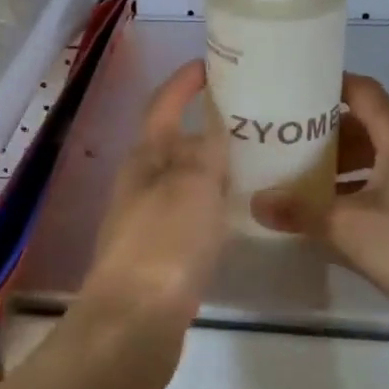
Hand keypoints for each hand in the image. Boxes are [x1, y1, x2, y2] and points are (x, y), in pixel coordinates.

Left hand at [79, 60, 227, 339]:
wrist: (134, 323)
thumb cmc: (165, 243)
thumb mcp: (193, 186)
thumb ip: (205, 153)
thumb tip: (211, 133)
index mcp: (145, 158)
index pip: (162, 104)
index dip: (184, 82)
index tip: (211, 65)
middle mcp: (140, 182)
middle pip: (172, 141)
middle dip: (204, 125)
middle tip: (249, 118)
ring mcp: (145, 219)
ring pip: (182, 179)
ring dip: (211, 165)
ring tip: (253, 159)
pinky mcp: (157, 253)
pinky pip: (188, 213)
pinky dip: (211, 202)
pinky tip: (236, 211)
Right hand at [251, 73, 388, 320]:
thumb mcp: (348, 226)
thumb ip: (300, 211)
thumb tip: (256, 203)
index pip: (360, 90)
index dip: (326, 86)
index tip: (289, 91)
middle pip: (364, 124)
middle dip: (323, 132)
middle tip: (281, 140)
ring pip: (374, 157)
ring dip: (338, 164)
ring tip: (296, 177)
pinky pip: (384, 184)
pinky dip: (356, 189)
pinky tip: (328, 212)